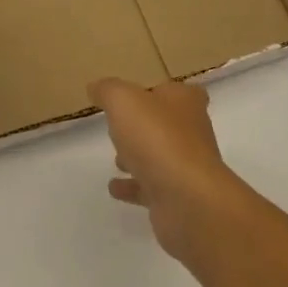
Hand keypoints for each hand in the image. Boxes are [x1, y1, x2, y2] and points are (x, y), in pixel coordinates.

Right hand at [93, 78, 240, 260]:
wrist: (187, 199)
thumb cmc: (158, 138)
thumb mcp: (124, 101)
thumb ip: (108, 91)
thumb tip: (96, 86)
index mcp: (185, 103)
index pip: (179, 91)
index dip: (161, 92)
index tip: (140, 97)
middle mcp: (191, 132)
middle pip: (168, 124)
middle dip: (146, 126)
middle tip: (121, 127)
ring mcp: (186, 167)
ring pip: (160, 156)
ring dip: (140, 157)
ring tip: (115, 159)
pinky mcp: (178, 197)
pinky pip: (151, 188)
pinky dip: (133, 186)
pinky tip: (114, 188)